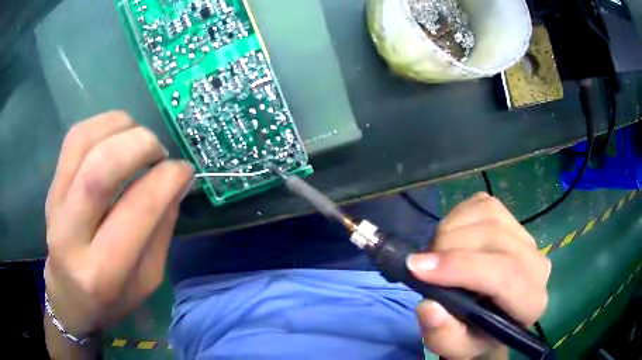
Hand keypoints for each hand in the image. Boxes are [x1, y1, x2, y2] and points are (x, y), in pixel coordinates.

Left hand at [44, 111, 193, 335]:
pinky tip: (117, 135)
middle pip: (101, 168)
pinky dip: (102, 124)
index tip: (184, 170)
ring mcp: (55, 203)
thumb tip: (177, 180)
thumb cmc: (112, 297)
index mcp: (103, 271)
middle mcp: (72, 234)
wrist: (69, 294)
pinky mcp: (51, 185)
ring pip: (84, 142)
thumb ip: (161, 229)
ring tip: (139, 140)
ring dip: (121, 127)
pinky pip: (74, 137)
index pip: (136, 209)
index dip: (166, 179)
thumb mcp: (148, 278)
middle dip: (141, 145)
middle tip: (159, 152)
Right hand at [407, 193, 550, 359]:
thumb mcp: (456, 348)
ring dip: (451, 230)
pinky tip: (450, 237)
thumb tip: (428, 305)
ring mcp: (527, 236)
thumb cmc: (475, 335)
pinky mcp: (513, 219)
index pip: (504, 275)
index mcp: (530, 302)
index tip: (417, 268)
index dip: (460, 267)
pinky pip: (483, 204)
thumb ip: (444, 336)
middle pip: (495, 239)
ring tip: (435, 254)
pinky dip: (458, 216)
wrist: (492, 316)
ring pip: (489, 215)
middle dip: (449, 248)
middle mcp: (537, 264)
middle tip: (421, 265)